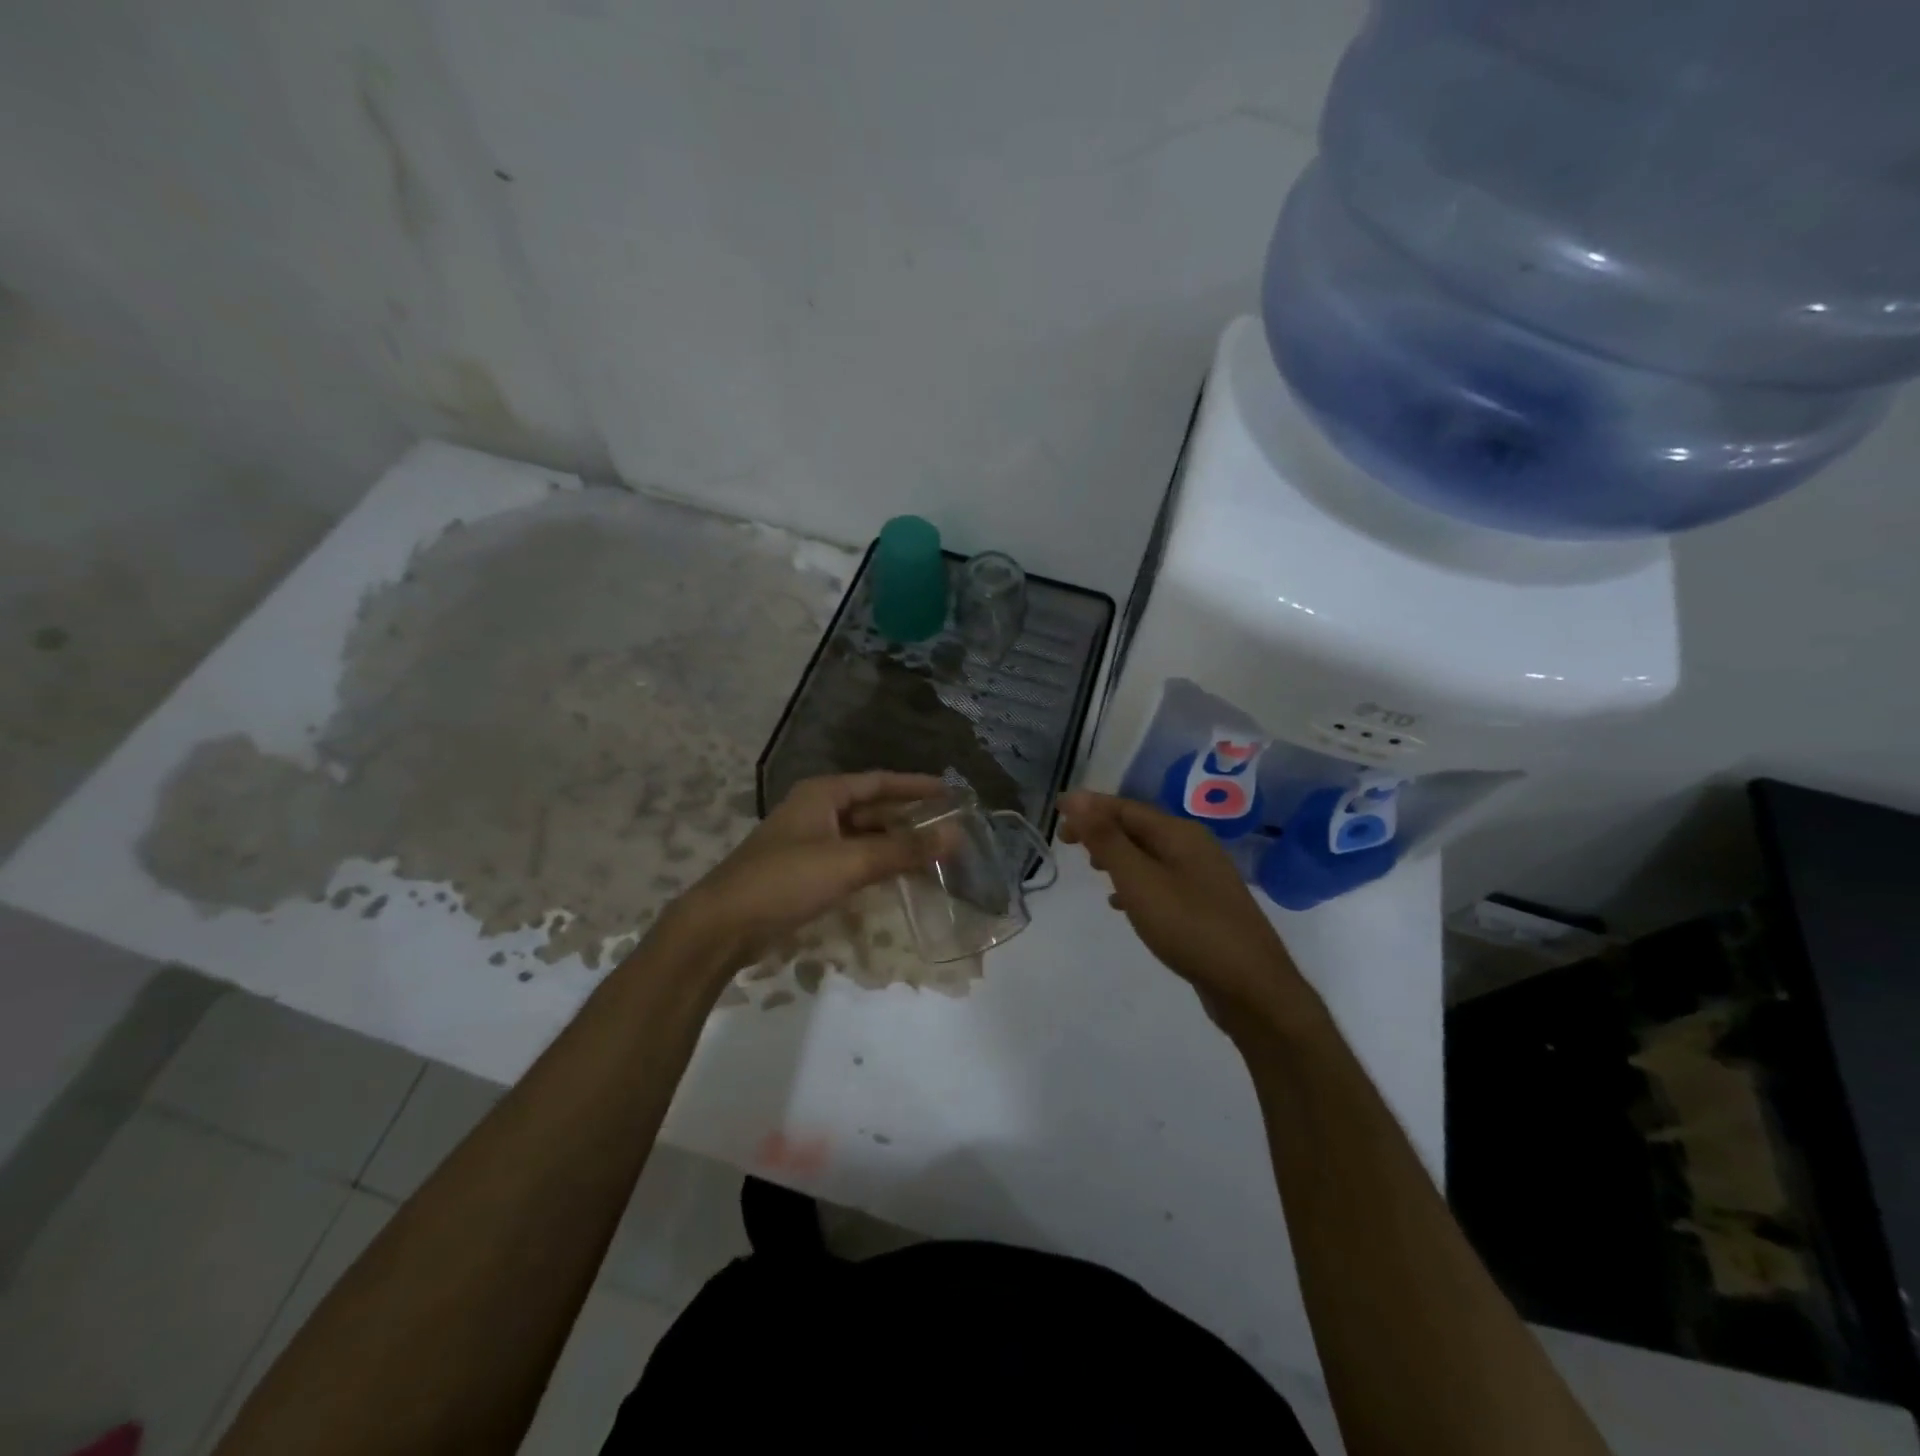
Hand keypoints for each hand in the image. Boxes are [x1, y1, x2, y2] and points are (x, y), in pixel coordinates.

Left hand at [665, 771, 945, 967]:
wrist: (722, 926)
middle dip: (909, 818)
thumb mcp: (849, 862)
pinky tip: (899, 877)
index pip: (879, 781)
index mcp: (823, 794)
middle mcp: (817, 811)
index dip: (916, 786)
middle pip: (872, 808)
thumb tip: (955, 836)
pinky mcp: (806, 872)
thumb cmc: (785, 881)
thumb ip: (903, 850)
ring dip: (894, 845)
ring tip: (934, 854)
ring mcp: (810, 842)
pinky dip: (876, 865)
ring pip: (863, 837)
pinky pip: (851, 860)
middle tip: (949, 828)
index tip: (951, 792)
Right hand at [1058, 790, 1304, 1034]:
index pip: (1125, 807)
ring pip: (1150, 855)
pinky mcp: (1205, 906)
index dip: (1089, 807)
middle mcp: (1195, 847)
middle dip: (1102, 830)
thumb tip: (1074, 797)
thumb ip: (1106, 838)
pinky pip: (1161, 880)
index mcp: (1179, 833)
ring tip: (1091, 868)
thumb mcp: (1138, 880)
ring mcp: (1204, 877)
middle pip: (1139, 828)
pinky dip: (1136, 883)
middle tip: (1067, 842)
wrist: (1251, 986)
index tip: (1056, 813)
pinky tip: (1122, 904)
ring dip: (1118, 856)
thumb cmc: (1189, 926)